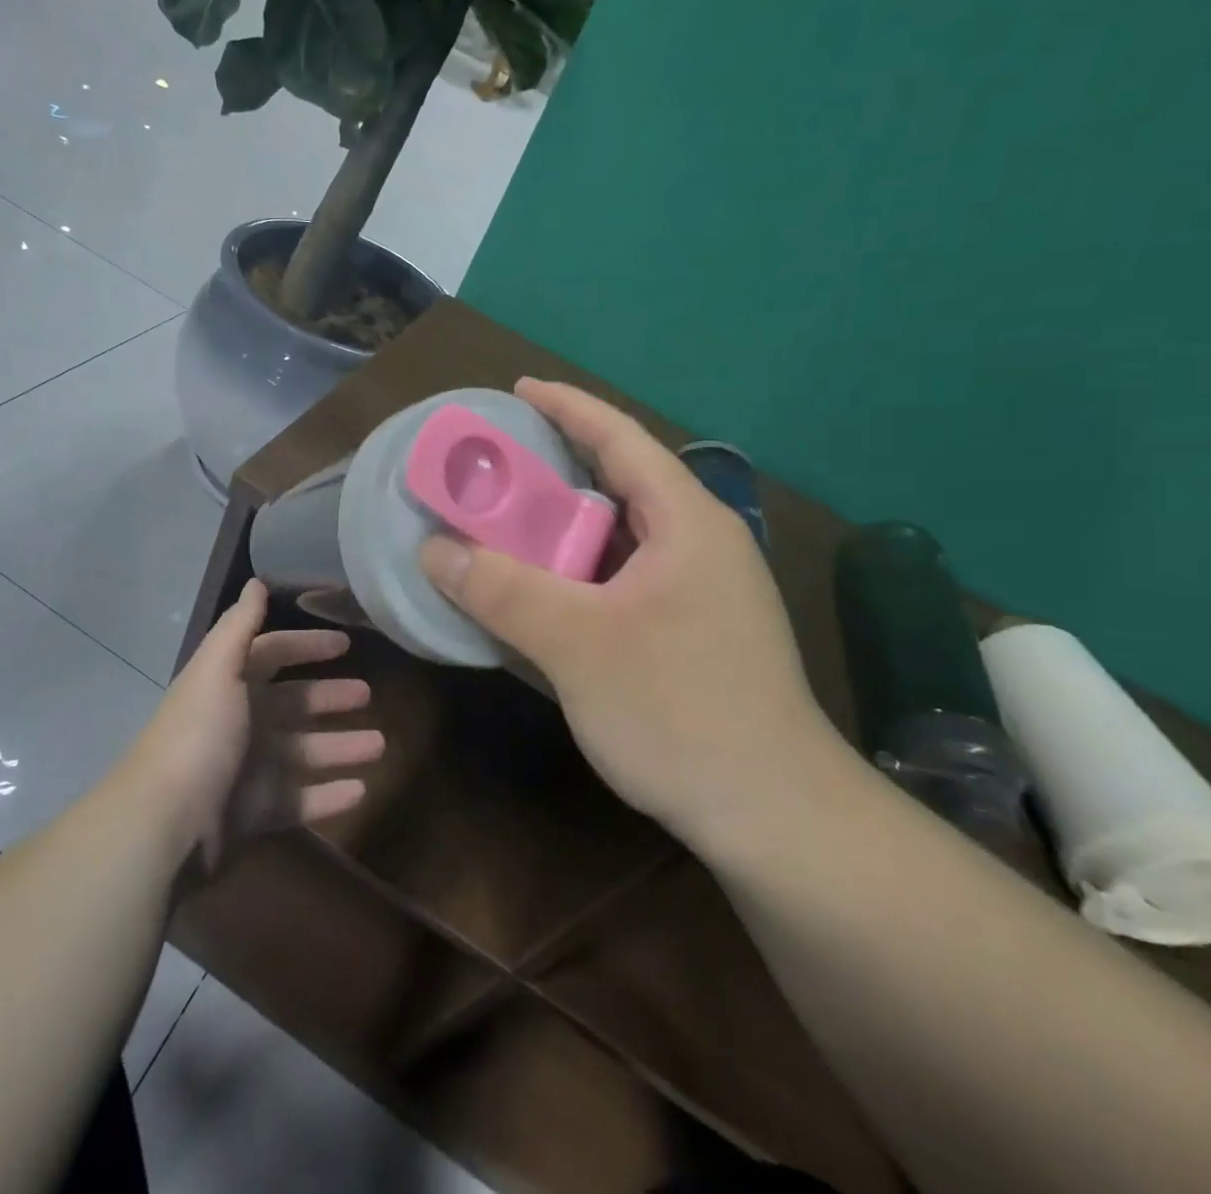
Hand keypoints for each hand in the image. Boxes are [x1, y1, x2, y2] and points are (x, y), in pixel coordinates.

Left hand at [129, 579, 384, 869]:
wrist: (166, 825)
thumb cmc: (199, 736)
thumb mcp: (218, 670)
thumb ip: (240, 626)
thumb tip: (256, 582)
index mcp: (229, 684)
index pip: (273, 654)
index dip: (307, 646)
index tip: (346, 644)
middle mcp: (240, 722)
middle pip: (294, 704)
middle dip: (331, 698)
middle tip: (369, 696)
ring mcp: (249, 770)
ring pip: (305, 753)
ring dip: (341, 747)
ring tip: (379, 746)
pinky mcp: (255, 813)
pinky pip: (301, 800)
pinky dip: (330, 795)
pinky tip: (361, 790)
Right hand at [419, 379, 844, 850]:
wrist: (775, 818)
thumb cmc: (681, 711)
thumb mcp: (577, 643)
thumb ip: (502, 590)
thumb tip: (434, 548)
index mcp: (687, 522)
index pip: (620, 438)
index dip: (567, 407)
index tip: (516, 390)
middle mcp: (700, 544)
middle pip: (621, 483)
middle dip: (557, 467)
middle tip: (494, 466)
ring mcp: (702, 592)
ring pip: (620, 536)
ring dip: (564, 526)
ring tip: (506, 523)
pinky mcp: (694, 633)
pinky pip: (623, 579)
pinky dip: (579, 572)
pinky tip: (542, 592)